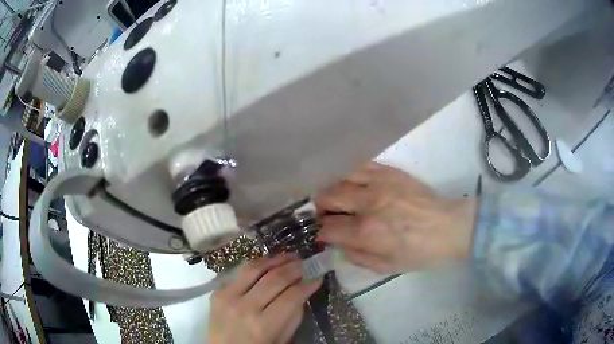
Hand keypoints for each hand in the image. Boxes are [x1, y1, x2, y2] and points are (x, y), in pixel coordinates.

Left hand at [207, 254, 321, 343]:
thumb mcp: (282, 339)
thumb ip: (293, 316)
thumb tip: (303, 290)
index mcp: (264, 325)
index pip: (291, 296)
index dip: (307, 284)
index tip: (317, 276)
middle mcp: (245, 307)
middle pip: (275, 279)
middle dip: (294, 268)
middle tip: (305, 262)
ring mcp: (228, 296)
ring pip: (255, 268)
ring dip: (275, 259)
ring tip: (289, 256)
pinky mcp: (217, 291)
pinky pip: (239, 272)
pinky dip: (257, 266)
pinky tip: (268, 264)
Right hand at [316, 163, 476, 273]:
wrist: (449, 227)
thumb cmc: (419, 252)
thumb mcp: (386, 267)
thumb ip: (356, 257)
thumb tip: (337, 244)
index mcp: (366, 232)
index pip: (327, 228)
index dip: (321, 232)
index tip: (324, 234)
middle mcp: (367, 203)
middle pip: (327, 197)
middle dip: (320, 208)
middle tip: (326, 214)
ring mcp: (379, 183)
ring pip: (340, 178)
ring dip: (332, 189)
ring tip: (337, 198)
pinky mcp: (390, 171)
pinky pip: (361, 165)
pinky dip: (350, 174)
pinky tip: (352, 182)